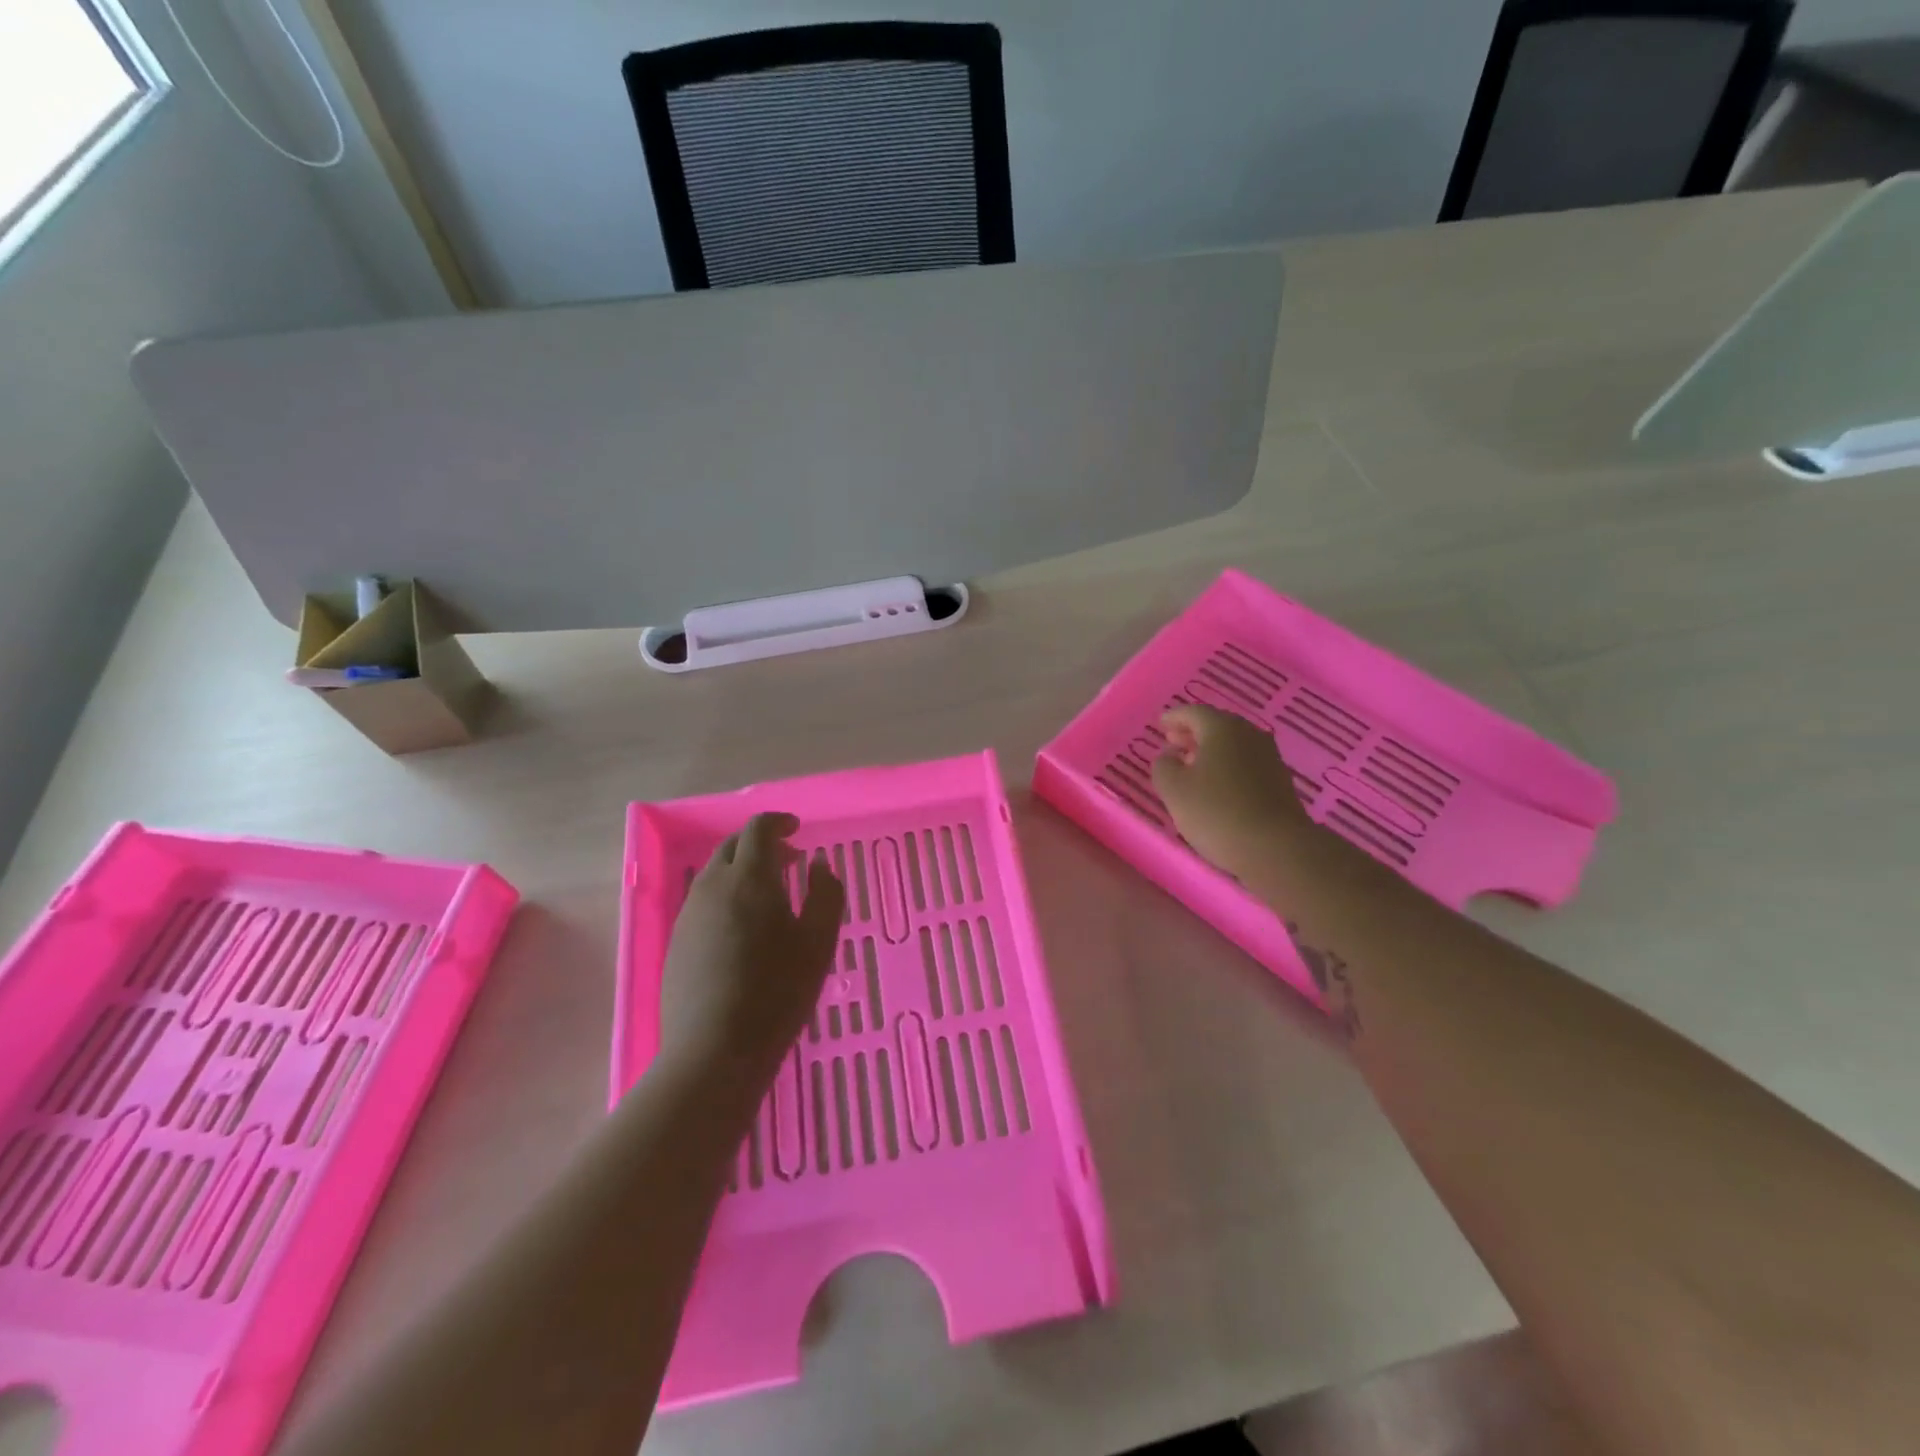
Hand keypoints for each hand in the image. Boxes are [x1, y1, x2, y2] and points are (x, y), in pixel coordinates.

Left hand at [660, 813, 844, 1085]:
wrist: (714, 1050)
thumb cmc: (778, 991)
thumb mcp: (819, 941)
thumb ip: (826, 894)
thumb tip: (818, 865)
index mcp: (749, 878)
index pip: (758, 829)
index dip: (778, 822)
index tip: (797, 829)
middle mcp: (713, 886)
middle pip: (732, 847)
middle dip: (760, 844)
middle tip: (789, 859)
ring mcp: (690, 915)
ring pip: (715, 874)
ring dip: (741, 870)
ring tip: (769, 894)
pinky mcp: (678, 942)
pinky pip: (704, 902)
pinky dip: (726, 896)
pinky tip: (743, 927)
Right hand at [1152, 704, 1312, 874]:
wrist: (1276, 848)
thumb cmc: (1217, 812)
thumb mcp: (1174, 790)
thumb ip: (1164, 766)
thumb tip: (1169, 756)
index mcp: (1222, 729)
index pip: (1194, 712)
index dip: (1174, 717)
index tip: (1161, 724)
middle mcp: (1249, 735)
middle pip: (1217, 726)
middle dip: (1192, 733)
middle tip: (1172, 742)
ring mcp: (1269, 758)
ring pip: (1233, 745)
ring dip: (1210, 751)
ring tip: (1191, 765)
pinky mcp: (1279, 782)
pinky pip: (1246, 764)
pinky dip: (1227, 766)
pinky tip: (1217, 785)